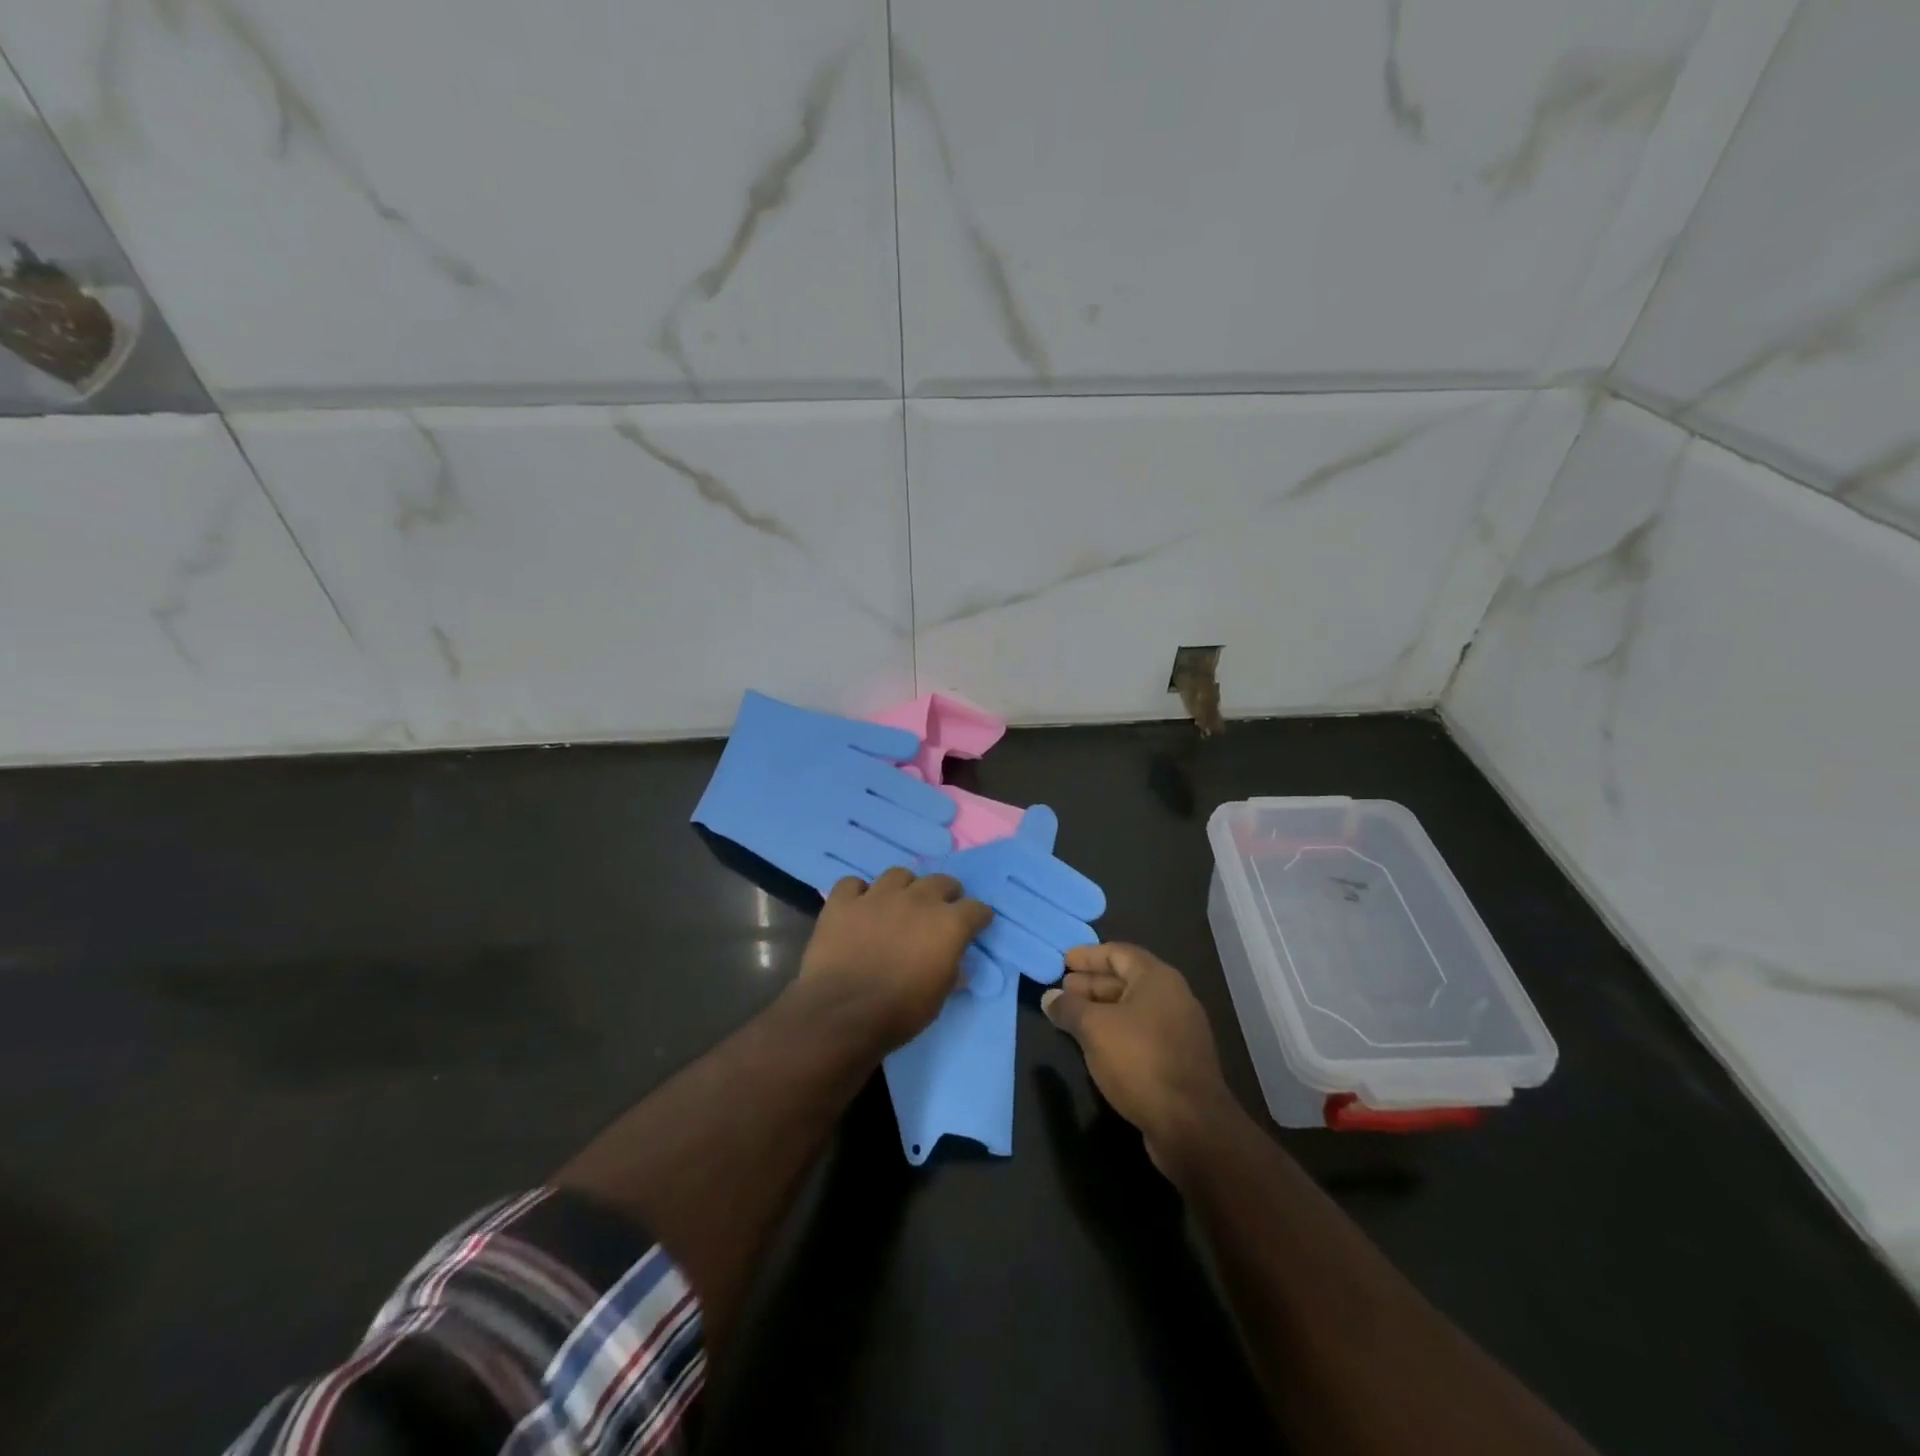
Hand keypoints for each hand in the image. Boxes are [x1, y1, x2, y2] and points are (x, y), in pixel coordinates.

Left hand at [797, 867, 992, 1052]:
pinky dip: (858, 894)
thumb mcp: (939, 998)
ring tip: (898, 905)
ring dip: (904, 888)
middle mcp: (917, 899)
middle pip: (941, 881)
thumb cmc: (900, 1012)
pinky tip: (858, 908)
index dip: (978, 917)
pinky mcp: (844, 901)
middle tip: (939, 912)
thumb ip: (951, 972)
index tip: (976, 926)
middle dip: (945, 894)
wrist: (843, 1013)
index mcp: (948, 924)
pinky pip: (853, 884)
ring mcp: (878, 896)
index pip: (976, 908)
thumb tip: (956, 964)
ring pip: (898, 875)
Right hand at [1041, 942, 1237, 1171]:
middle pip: (1126, 980)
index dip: (1089, 955)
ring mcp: (1179, 1030)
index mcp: (1157, 979)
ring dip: (1101, 1009)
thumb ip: (1069, 1008)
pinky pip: (1141, 1033)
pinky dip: (1116, 1031)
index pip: (1118, 953)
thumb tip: (1050, 997)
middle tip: (1062, 989)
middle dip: (1092, 983)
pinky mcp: (1179, 1060)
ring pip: (1133, 1009)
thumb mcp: (1095, 1029)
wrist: (1191, 1125)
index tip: (1064, 960)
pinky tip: (1095, 1045)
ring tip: (1071, 1016)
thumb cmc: (1140, 1061)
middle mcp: (1172, 997)